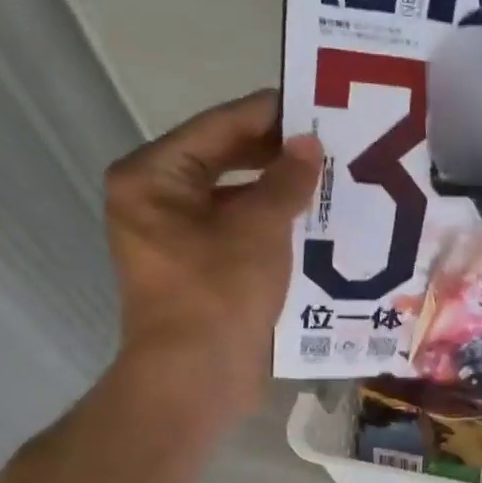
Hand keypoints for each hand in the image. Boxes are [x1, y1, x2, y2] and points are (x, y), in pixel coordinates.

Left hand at [103, 89, 321, 412]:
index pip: (218, 128)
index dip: (268, 115)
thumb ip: (285, 180)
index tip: (315, 103)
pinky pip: (240, 232)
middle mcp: (157, 201)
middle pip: (224, 161)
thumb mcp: (258, 228)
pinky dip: (273, 225)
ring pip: (236, 199)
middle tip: (329, 143)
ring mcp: (177, 238)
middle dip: (276, 155)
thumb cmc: (218, 293)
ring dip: (279, 192)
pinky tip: (315, 222)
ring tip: (329, 179)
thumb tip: (308, 144)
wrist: (197, 378)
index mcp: (152, 178)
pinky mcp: (201, 269)